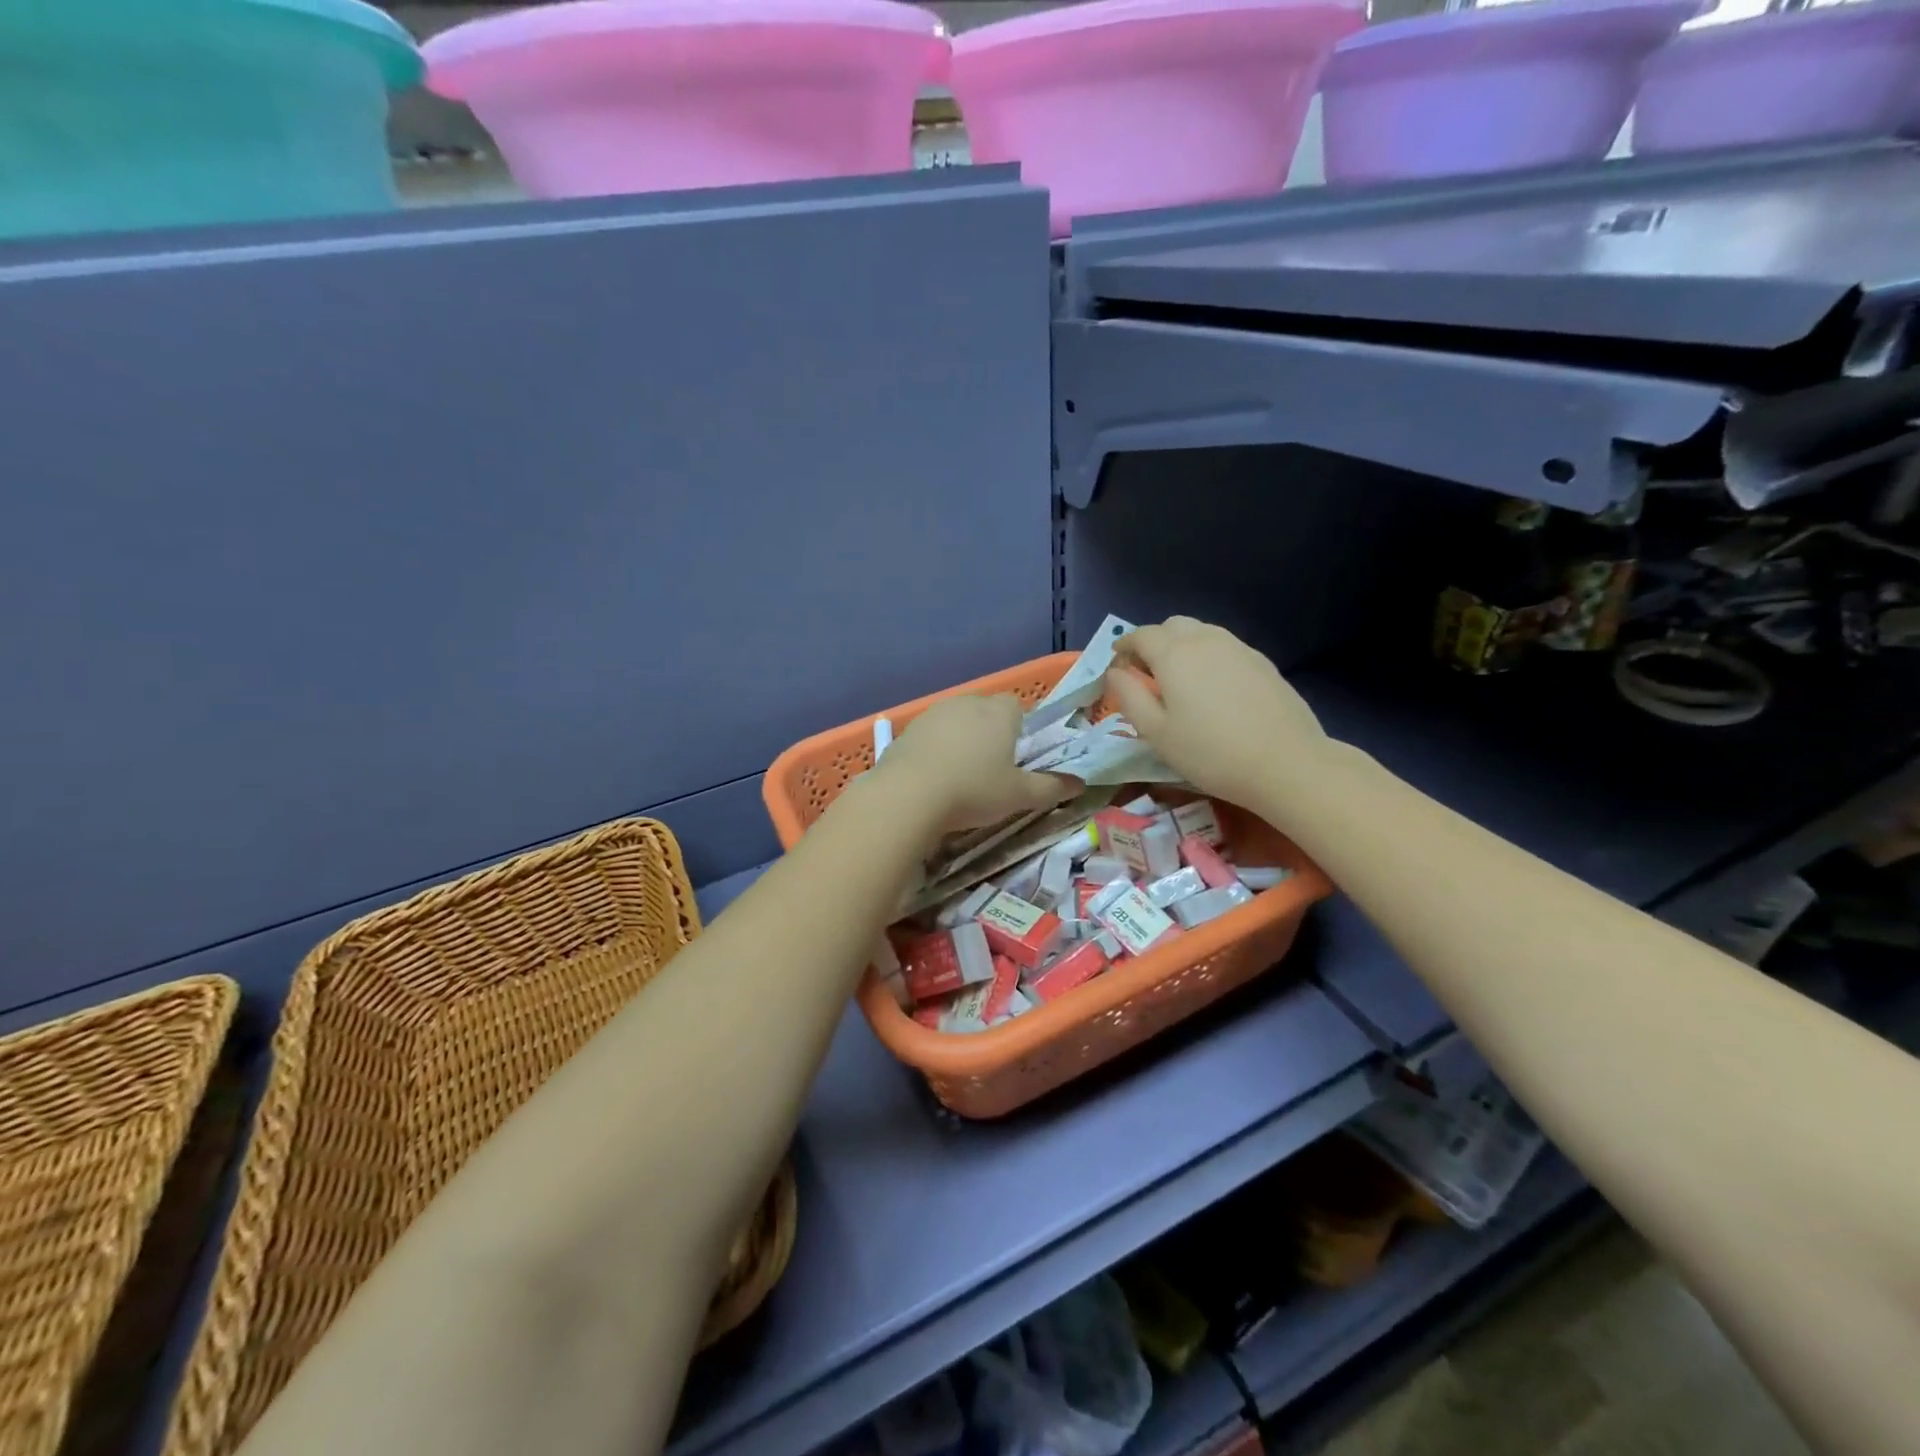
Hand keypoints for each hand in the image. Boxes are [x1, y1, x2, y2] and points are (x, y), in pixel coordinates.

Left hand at [875, 694, 1078, 833]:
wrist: (908, 795)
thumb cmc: (974, 790)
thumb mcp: (1019, 795)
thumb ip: (1052, 787)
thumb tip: (1081, 784)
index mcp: (999, 713)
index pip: (1016, 706)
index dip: (1019, 728)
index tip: (1016, 756)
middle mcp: (967, 703)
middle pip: (985, 711)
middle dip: (990, 733)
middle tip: (991, 769)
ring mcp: (933, 713)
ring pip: (956, 721)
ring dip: (960, 740)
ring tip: (960, 775)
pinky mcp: (908, 730)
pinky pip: (930, 735)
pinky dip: (934, 750)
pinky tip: (933, 777)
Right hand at [1105, 617, 1329, 811]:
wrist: (1285, 763)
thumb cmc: (1209, 752)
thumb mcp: (1156, 733)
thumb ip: (1129, 696)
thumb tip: (1115, 672)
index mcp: (1174, 654)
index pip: (1140, 635)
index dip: (1124, 647)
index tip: (1118, 668)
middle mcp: (1205, 639)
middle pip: (1172, 625)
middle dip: (1153, 642)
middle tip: (1147, 674)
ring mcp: (1239, 648)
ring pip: (1201, 632)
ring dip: (1182, 646)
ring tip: (1180, 680)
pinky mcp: (1262, 662)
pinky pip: (1225, 647)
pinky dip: (1208, 656)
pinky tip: (1213, 688)